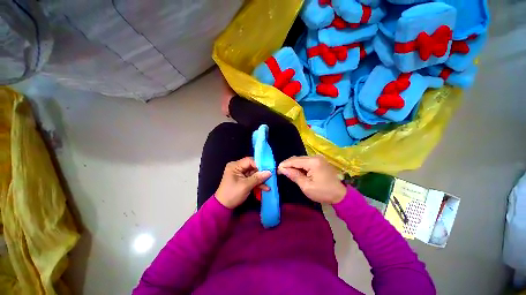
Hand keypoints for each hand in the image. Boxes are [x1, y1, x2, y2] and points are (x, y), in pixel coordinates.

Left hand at [215, 157, 271, 208]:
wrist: (224, 207)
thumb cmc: (232, 194)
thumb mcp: (246, 186)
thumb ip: (258, 178)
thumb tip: (269, 172)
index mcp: (235, 166)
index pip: (249, 160)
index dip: (259, 164)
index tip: (268, 169)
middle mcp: (238, 167)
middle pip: (253, 167)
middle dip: (261, 172)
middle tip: (270, 176)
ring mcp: (241, 174)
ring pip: (254, 173)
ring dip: (261, 179)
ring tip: (269, 183)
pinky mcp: (243, 180)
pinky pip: (252, 179)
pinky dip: (258, 183)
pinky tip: (265, 188)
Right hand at [278, 156, 346, 203]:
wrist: (341, 195)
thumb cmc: (323, 192)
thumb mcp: (306, 186)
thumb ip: (294, 175)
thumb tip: (282, 169)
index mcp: (312, 162)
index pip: (294, 160)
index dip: (284, 165)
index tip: (277, 170)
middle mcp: (315, 157)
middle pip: (297, 158)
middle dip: (288, 164)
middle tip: (280, 172)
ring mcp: (318, 158)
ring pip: (301, 159)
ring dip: (293, 165)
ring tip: (286, 172)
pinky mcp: (319, 161)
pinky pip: (306, 161)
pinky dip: (299, 165)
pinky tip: (296, 171)